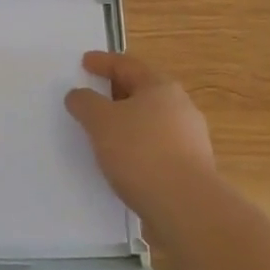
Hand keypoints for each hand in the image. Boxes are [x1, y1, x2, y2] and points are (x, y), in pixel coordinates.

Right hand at [65, 51, 217, 228]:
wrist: (186, 207)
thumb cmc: (141, 152)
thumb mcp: (101, 121)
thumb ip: (85, 103)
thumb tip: (78, 94)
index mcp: (161, 86)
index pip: (127, 64)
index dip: (103, 62)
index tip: (84, 62)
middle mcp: (180, 106)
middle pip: (142, 91)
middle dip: (116, 92)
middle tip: (92, 95)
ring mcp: (190, 138)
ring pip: (150, 121)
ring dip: (127, 122)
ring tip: (103, 133)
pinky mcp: (191, 167)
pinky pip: (156, 147)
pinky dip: (137, 147)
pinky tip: (123, 161)